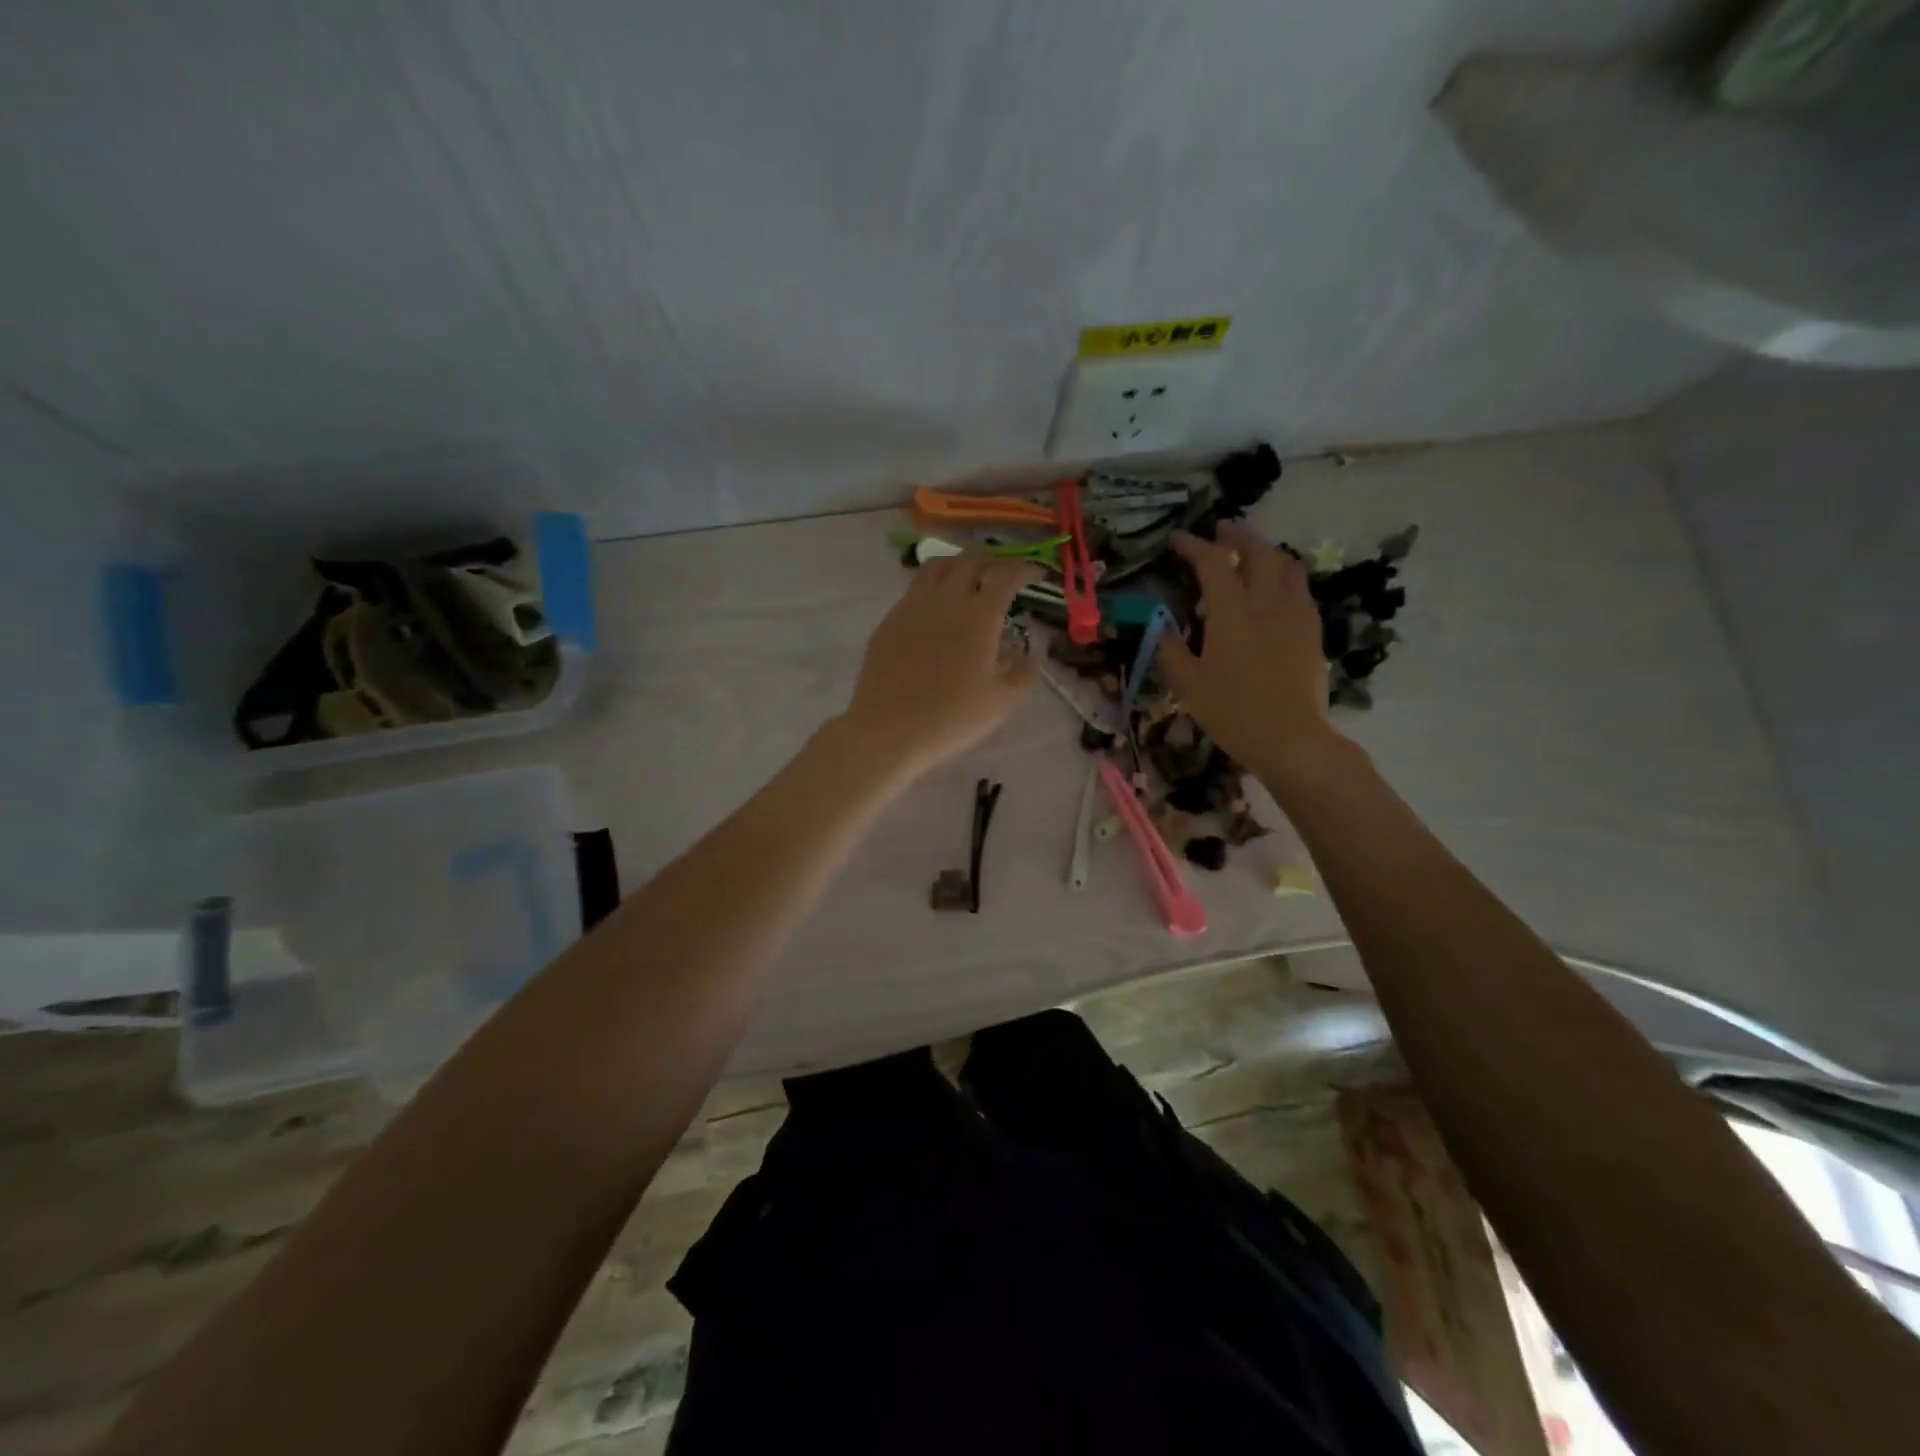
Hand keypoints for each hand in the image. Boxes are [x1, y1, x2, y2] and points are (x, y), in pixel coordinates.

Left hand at [841, 554, 1042, 778]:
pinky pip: (915, 589)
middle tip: (1005, 574)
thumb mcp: (1000, 702)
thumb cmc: (951, 718)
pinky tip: (938, 608)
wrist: (887, 731)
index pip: (1005, 576)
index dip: (1025, 569)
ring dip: (960, 564)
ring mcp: (912, 607)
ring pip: (938, 566)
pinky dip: (934, 586)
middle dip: (994, 562)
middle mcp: (945, 600)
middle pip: (971, 561)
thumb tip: (1029, 656)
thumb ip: (1022, 674)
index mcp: (978, 616)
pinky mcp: (889, 620)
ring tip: (970, 578)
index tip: (1036, 575)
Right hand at [1159, 522, 1341, 772]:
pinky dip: (1284, 576)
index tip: (1176, 540)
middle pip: (1257, 552)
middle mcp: (1266, 602)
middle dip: (1237, 536)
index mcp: (1231, 611)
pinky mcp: (1311, 630)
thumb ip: (1171, 650)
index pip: (1212, 563)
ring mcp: (1295, 614)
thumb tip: (1160, 628)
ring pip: (1286, 565)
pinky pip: (1299, 588)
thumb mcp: (1188, 685)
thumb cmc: (1232, 712)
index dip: (1193, 546)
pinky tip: (1275, 590)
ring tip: (1251, 554)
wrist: (1291, 738)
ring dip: (1265, 551)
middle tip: (1221, 531)